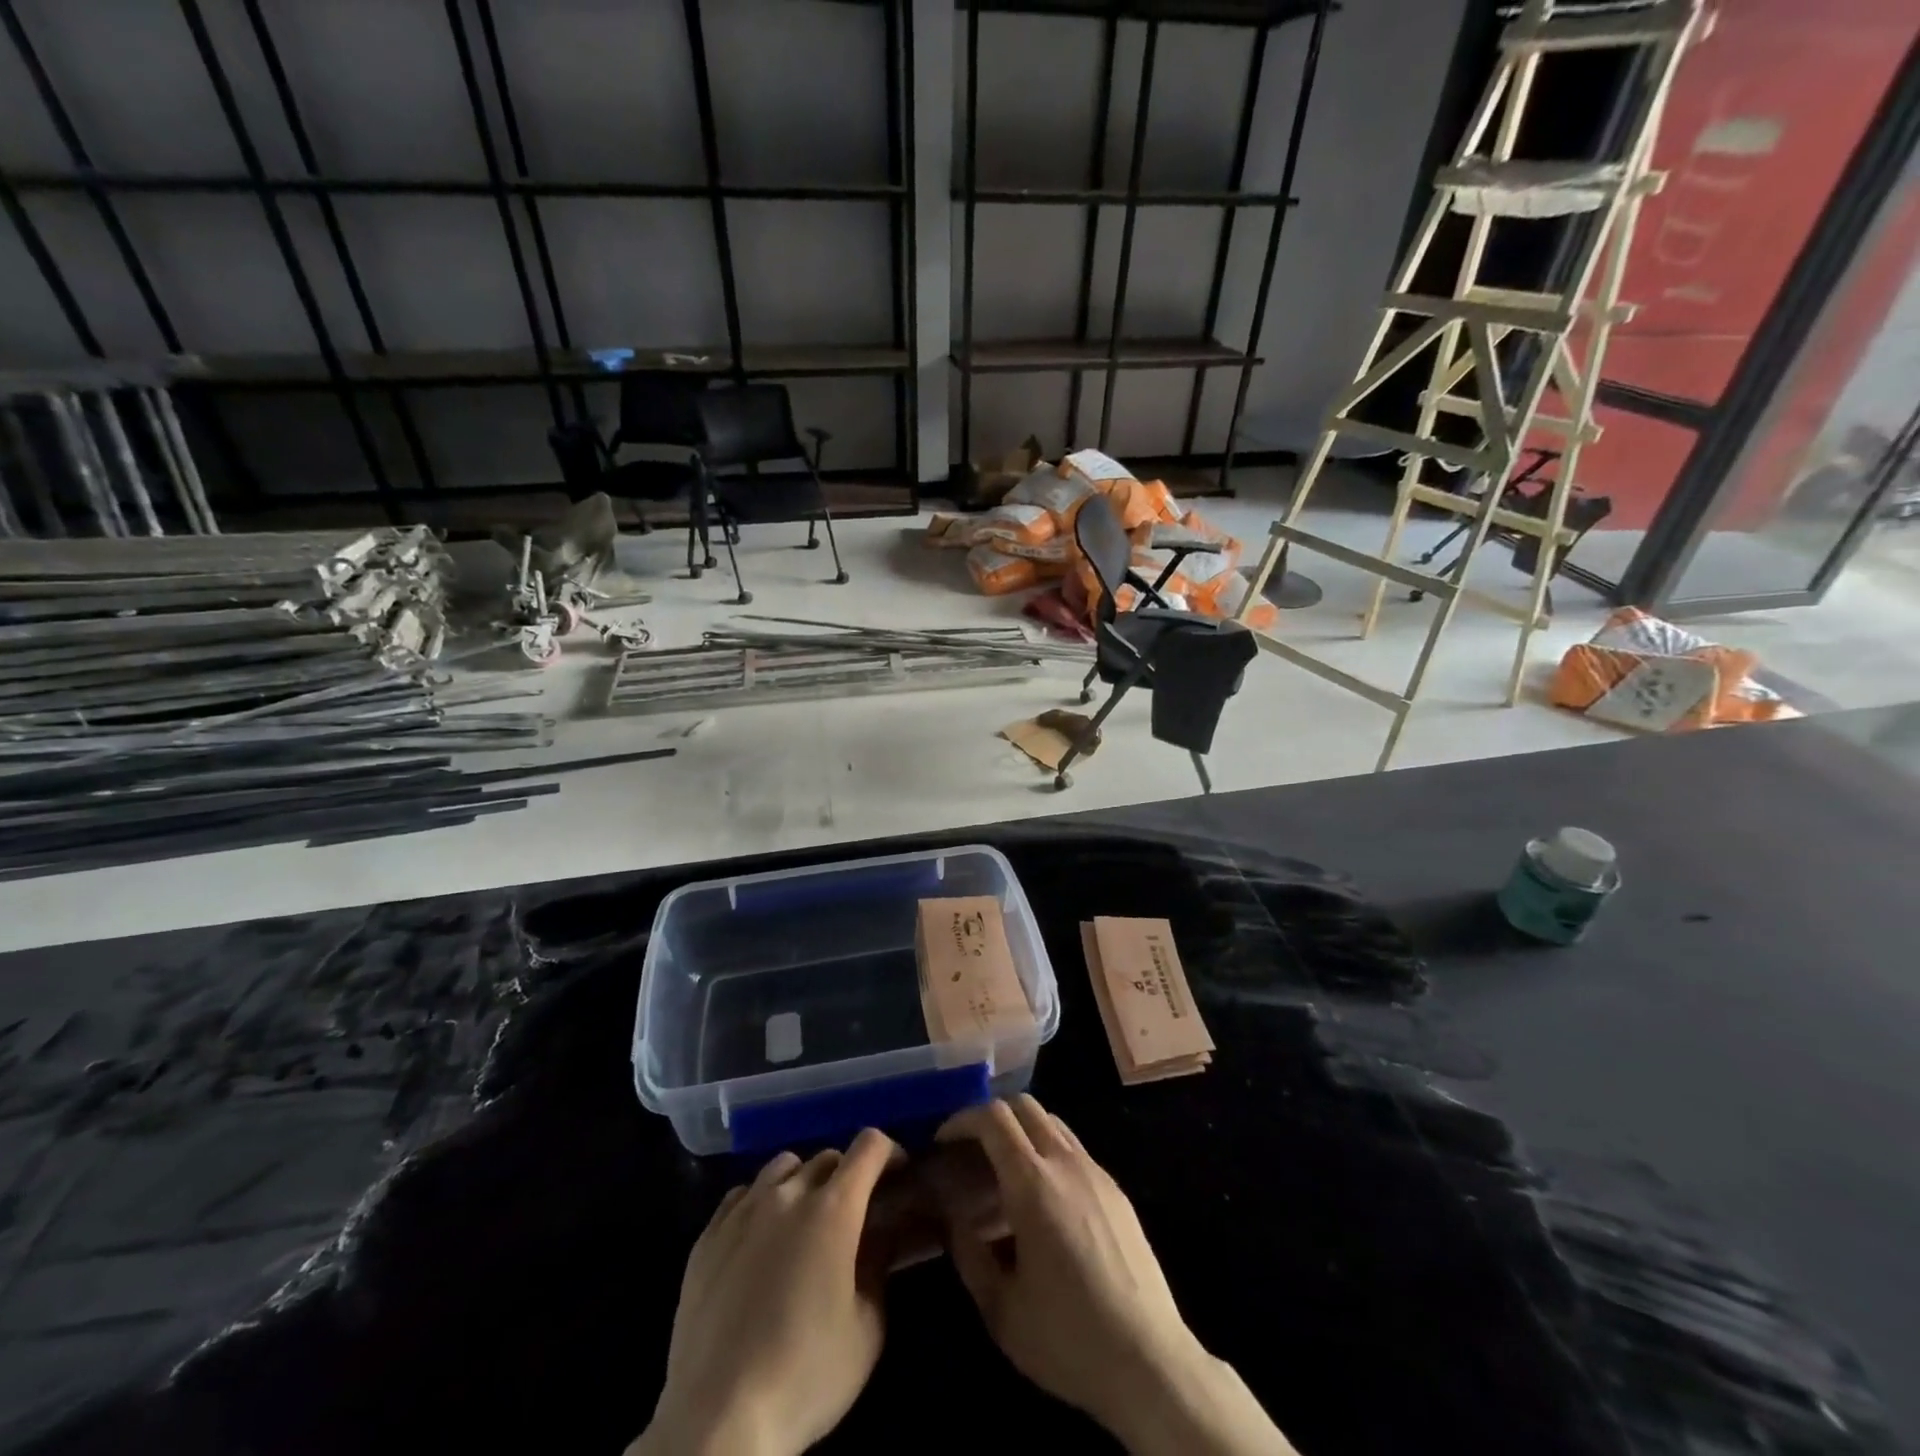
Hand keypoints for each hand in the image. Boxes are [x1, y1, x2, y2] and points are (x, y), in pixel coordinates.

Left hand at [631, 1129, 896, 1455]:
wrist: (717, 1420)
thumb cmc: (805, 1376)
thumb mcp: (867, 1329)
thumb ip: (878, 1266)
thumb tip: (880, 1234)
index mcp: (833, 1208)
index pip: (869, 1146)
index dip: (890, 1153)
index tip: (897, 1177)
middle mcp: (788, 1194)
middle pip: (827, 1157)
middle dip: (848, 1175)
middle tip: (852, 1216)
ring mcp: (743, 1210)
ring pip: (782, 1167)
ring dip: (803, 1182)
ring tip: (804, 1222)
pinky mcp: (707, 1236)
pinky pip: (743, 1194)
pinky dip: (761, 1202)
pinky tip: (760, 1239)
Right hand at [935, 1097, 1294, 1455]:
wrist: (1150, 1362)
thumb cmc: (1067, 1338)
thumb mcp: (1000, 1309)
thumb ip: (968, 1255)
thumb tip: (953, 1219)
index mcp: (1033, 1184)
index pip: (993, 1118)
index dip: (962, 1120)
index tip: (943, 1141)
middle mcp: (1066, 1163)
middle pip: (1024, 1106)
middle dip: (990, 1117)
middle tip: (969, 1149)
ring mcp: (1096, 1172)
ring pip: (1052, 1122)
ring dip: (1021, 1131)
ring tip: (1002, 1171)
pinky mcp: (1116, 1190)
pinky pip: (1073, 1148)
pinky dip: (1047, 1151)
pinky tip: (1042, 1199)